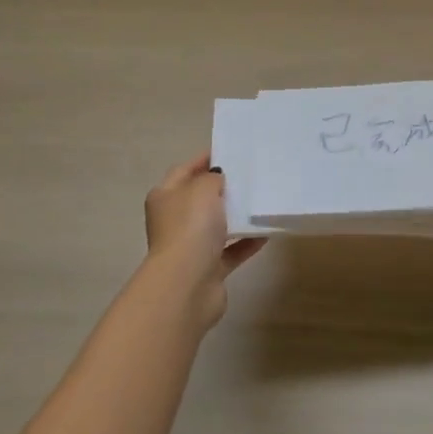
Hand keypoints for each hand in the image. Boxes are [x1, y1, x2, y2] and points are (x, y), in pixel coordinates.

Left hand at [142, 154, 266, 326]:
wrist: (188, 284)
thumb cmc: (191, 227)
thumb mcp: (203, 189)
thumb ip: (213, 177)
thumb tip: (217, 177)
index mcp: (165, 197)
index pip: (184, 170)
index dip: (204, 159)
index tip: (230, 150)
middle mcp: (174, 220)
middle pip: (200, 198)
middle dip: (223, 188)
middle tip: (251, 175)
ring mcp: (190, 246)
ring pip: (216, 225)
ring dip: (236, 216)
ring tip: (261, 201)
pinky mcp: (208, 269)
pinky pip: (231, 250)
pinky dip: (246, 242)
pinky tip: (267, 233)